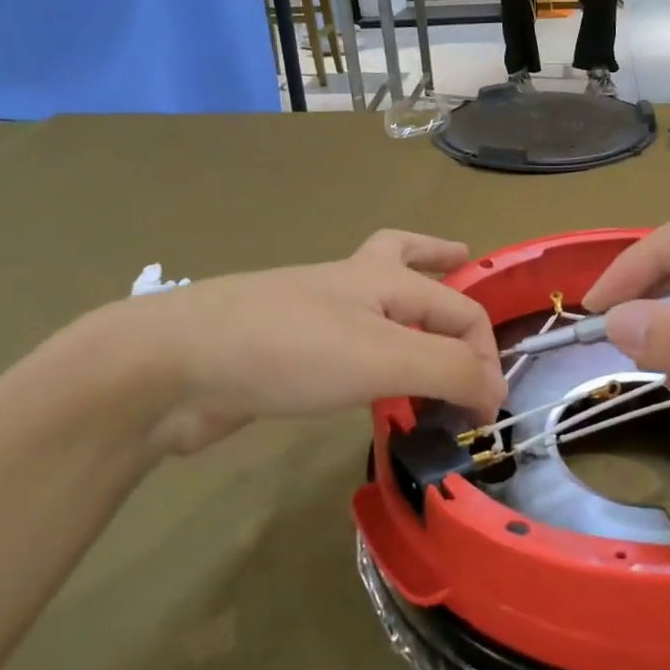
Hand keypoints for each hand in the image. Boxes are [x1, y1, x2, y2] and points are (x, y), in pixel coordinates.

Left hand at [124, 231, 503, 455]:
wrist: (174, 367)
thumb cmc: (290, 350)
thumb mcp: (384, 358)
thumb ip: (448, 371)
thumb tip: (494, 393)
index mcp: (382, 278)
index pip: (460, 308)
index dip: (484, 355)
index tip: (486, 410)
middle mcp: (351, 288)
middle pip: (405, 259)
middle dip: (439, 261)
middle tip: (463, 262)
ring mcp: (313, 319)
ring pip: (374, 306)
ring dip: (407, 311)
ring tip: (428, 331)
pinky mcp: (286, 355)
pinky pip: (346, 349)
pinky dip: (373, 359)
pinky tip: (373, 383)